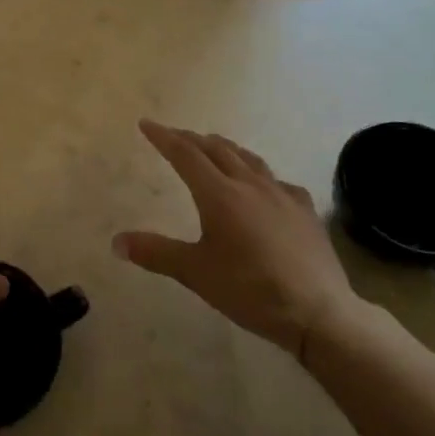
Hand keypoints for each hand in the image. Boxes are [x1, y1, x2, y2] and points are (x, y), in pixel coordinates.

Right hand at [113, 121, 363, 355]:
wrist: (318, 311)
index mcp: (219, 195)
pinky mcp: (305, 210)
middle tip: (175, 135)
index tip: (147, 124)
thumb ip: (155, 253)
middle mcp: (250, 184)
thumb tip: (116, 241)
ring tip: (214, 146)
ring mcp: (282, 194)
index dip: (164, 137)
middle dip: (192, 139)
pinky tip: (263, 186)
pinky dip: (259, 174)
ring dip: (225, 148)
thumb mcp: (195, 273)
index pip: (185, 155)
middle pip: (217, 149)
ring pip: (248, 159)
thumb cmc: (250, 290)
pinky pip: (276, 180)